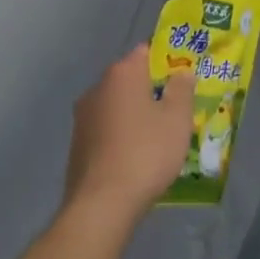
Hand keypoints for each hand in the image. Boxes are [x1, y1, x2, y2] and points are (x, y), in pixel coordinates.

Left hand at [63, 45, 193, 220]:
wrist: (101, 206)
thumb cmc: (146, 152)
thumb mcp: (178, 118)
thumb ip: (182, 89)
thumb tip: (182, 72)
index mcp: (122, 74)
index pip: (145, 52)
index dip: (166, 61)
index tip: (183, 79)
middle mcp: (97, 89)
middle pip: (130, 80)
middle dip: (152, 89)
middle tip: (176, 108)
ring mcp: (82, 118)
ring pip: (117, 106)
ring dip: (135, 114)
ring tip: (159, 135)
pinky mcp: (77, 146)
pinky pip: (107, 130)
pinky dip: (121, 135)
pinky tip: (136, 155)